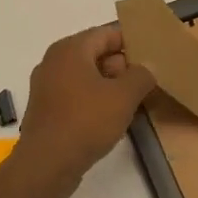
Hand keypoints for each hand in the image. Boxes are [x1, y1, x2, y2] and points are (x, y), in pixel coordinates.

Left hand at [15, 26, 156, 197]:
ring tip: (135, 102)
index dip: (131, 42)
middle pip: (95, 54)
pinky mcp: (46, 110)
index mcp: (70, 49)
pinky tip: (112, 119)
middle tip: (147, 82)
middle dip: (122, 67)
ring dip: (109, 87)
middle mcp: (54, 61)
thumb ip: (140, 76)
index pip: (106, 33)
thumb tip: (147, 68)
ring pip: (86, 77)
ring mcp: (46, 86)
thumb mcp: (123, 96)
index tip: (152, 56)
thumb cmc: (86, 121)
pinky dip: (94, 102)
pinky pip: (76, 96)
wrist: (47, 164)